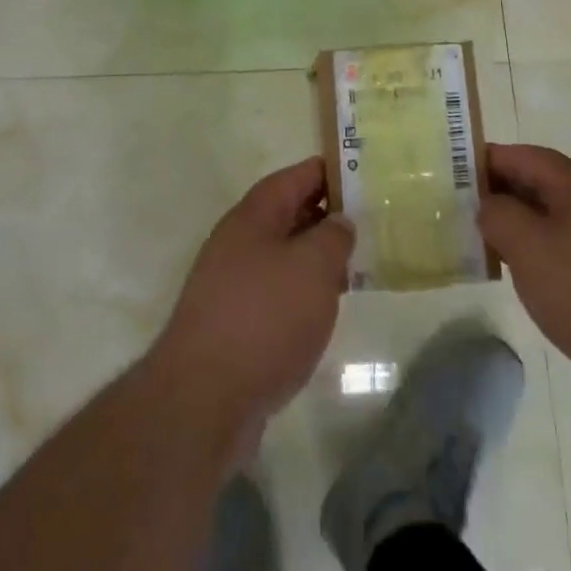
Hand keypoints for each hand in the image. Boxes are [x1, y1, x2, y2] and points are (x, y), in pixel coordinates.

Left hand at [151, 157, 353, 432]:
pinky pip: (275, 293)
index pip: (295, 177)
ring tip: (354, 268)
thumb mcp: (313, 266)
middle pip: (287, 215)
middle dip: (325, 216)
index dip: (328, 172)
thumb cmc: (265, 317)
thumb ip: (333, 236)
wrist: (203, 399)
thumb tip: (339, 222)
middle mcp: (238, 242)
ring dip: (315, 258)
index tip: (362, 176)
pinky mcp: (233, 325)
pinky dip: (301, 294)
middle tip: (367, 225)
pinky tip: (324, 312)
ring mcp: (231, 284)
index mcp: (253, 216)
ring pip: (282, 256)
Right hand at [479, 144, 570, 404]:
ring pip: (553, 215)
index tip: (450, 179)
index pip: (519, 155)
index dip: (482, 162)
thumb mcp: (529, 249)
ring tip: (488, 247)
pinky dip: (544, 249)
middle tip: (460, 215)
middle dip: (498, 194)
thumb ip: (498, 216)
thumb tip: (488, 205)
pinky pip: (570, 242)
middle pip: (537, 181)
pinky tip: (531, 277)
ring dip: (520, 225)